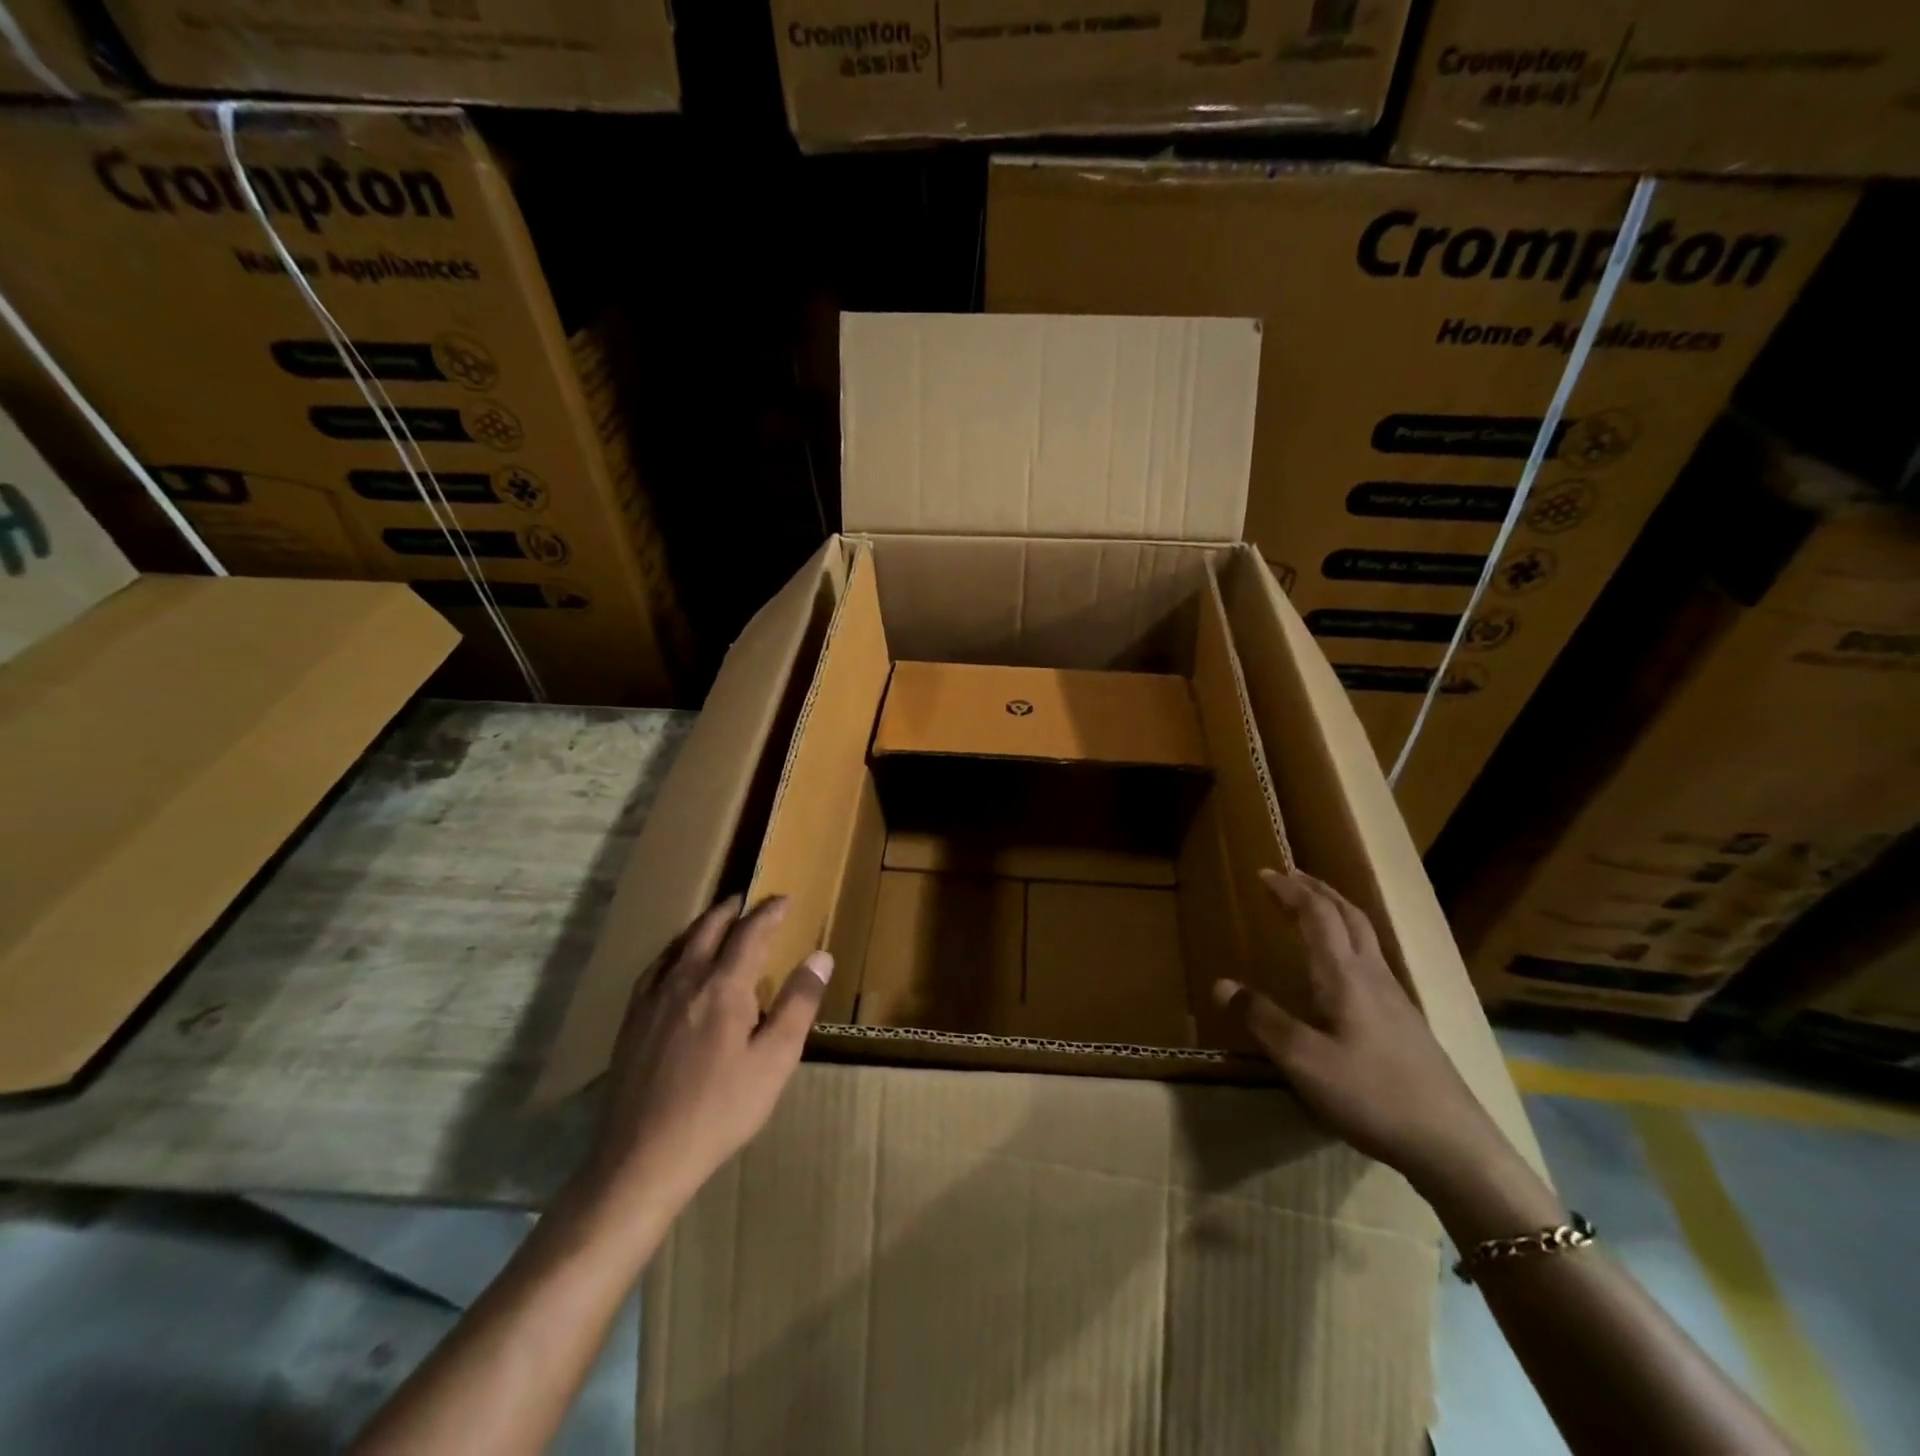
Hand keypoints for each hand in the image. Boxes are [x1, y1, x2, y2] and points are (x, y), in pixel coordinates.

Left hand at [584, 894, 831, 1212]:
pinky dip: (676, 950)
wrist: (643, 1157)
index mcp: (723, 986)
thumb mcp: (774, 1061)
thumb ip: (798, 1004)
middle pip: (709, 928)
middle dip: (733, 909)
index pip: (750, 932)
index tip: (785, 899)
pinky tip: (676, 963)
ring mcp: (652, 1000)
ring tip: (718, 920)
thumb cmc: (720, 1110)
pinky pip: (656, 968)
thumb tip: (820, 956)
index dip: (769, 912)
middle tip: (750, 899)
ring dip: (704, 924)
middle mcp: (685, 980)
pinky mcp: (632, 1021)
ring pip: (680, 944)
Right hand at [1214, 869, 1509, 1195]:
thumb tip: (1221, 984)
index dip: (1290, 890)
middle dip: (1318, 890)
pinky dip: (1349, 941)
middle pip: (1349, 916)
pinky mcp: (1406, 1024)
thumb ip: (1262, 1019)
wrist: (1454, 1146)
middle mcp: (1373, 976)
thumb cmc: (1372, 1094)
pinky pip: (1372, 961)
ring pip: (1365, 937)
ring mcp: (1396, 1000)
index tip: (1264, 872)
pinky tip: (1342, 969)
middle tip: (1290, 876)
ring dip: (1336, 912)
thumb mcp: (1303, 1060)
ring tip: (1314, 909)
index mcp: (1345, 976)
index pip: (1317, 915)